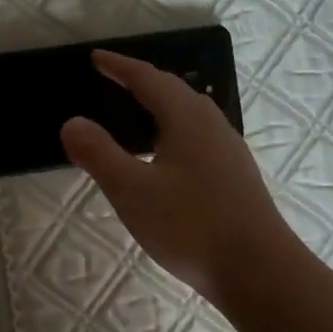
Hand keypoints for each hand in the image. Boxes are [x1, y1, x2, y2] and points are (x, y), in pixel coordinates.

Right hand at [60, 51, 294, 300]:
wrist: (260, 273)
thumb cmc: (191, 226)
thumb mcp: (132, 190)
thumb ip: (98, 154)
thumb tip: (72, 122)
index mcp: (186, 119)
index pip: (148, 79)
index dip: (120, 67)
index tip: (96, 58)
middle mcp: (211, 125)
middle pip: (174, 90)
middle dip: (141, 81)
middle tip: (113, 80)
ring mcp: (228, 151)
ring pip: (189, 113)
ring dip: (160, 105)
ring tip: (135, 115)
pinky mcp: (235, 176)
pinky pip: (197, 136)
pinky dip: (172, 130)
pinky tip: (165, 156)